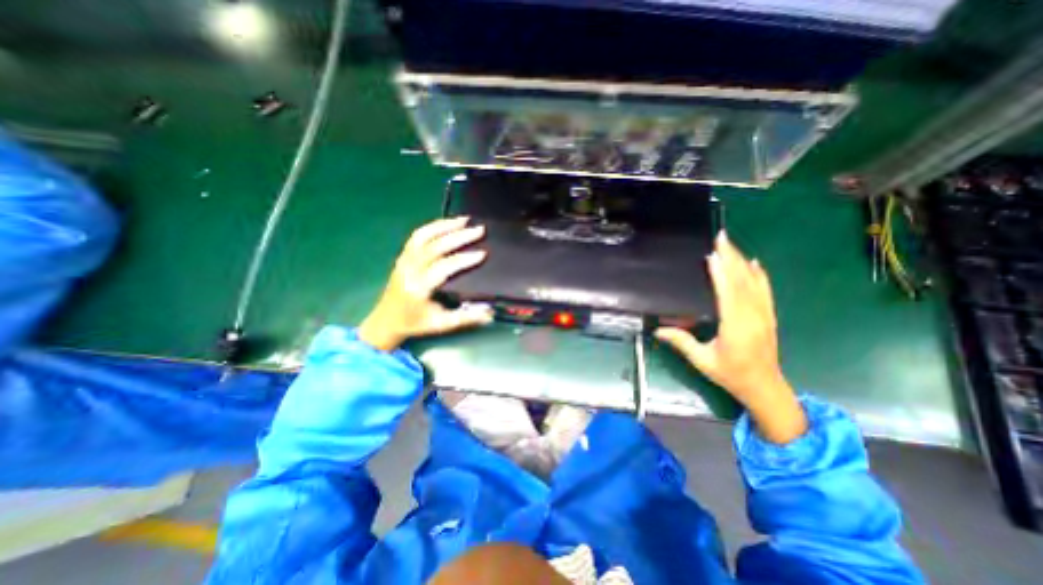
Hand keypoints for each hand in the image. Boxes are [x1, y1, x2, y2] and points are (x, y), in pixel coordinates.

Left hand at [359, 215, 493, 350]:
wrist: (386, 321)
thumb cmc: (415, 323)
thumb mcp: (442, 324)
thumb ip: (466, 318)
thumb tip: (490, 313)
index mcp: (419, 287)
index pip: (444, 267)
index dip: (464, 259)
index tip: (482, 253)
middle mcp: (410, 269)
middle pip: (435, 246)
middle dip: (459, 236)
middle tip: (479, 230)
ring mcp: (404, 260)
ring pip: (424, 236)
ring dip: (445, 226)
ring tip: (464, 220)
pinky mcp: (403, 256)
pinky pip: (417, 236)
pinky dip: (433, 227)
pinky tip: (447, 224)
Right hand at [653, 234, 808, 442]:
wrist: (764, 387)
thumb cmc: (730, 374)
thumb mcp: (702, 360)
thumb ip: (681, 342)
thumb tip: (658, 330)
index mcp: (735, 326)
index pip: (727, 293)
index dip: (720, 273)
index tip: (712, 255)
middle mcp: (752, 316)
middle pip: (742, 281)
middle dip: (731, 257)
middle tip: (721, 237)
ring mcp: (763, 315)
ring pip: (754, 282)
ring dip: (742, 261)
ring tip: (731, 244)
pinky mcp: (768, 316)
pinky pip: (765, 291)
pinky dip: (759, 275)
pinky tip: (754, 263)